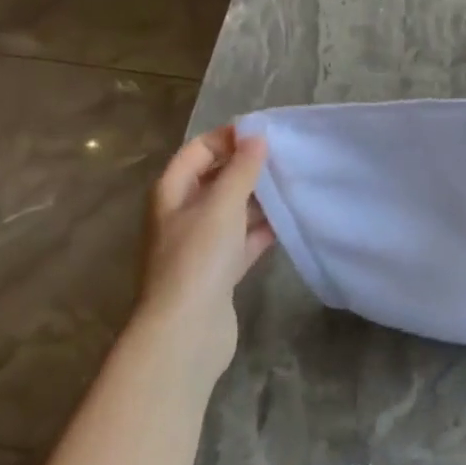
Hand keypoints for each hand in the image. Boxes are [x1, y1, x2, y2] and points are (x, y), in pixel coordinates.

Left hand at [130, 126, 274, 379]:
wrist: (186, 330)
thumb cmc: (198, 259)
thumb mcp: (221, 205)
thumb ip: (241, 170)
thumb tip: (256, 138)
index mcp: (172, 193)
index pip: (198, 151)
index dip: (227, 139)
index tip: (264, 134)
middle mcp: (182, 215)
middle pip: (215, 180)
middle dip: (247, 168)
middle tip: (286, 158)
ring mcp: (201, 246)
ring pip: (232, 211)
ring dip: (258, 200)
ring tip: (293, 185)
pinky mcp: (219, 271)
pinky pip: (243, 240)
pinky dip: (262, 231)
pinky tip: (289, 222)